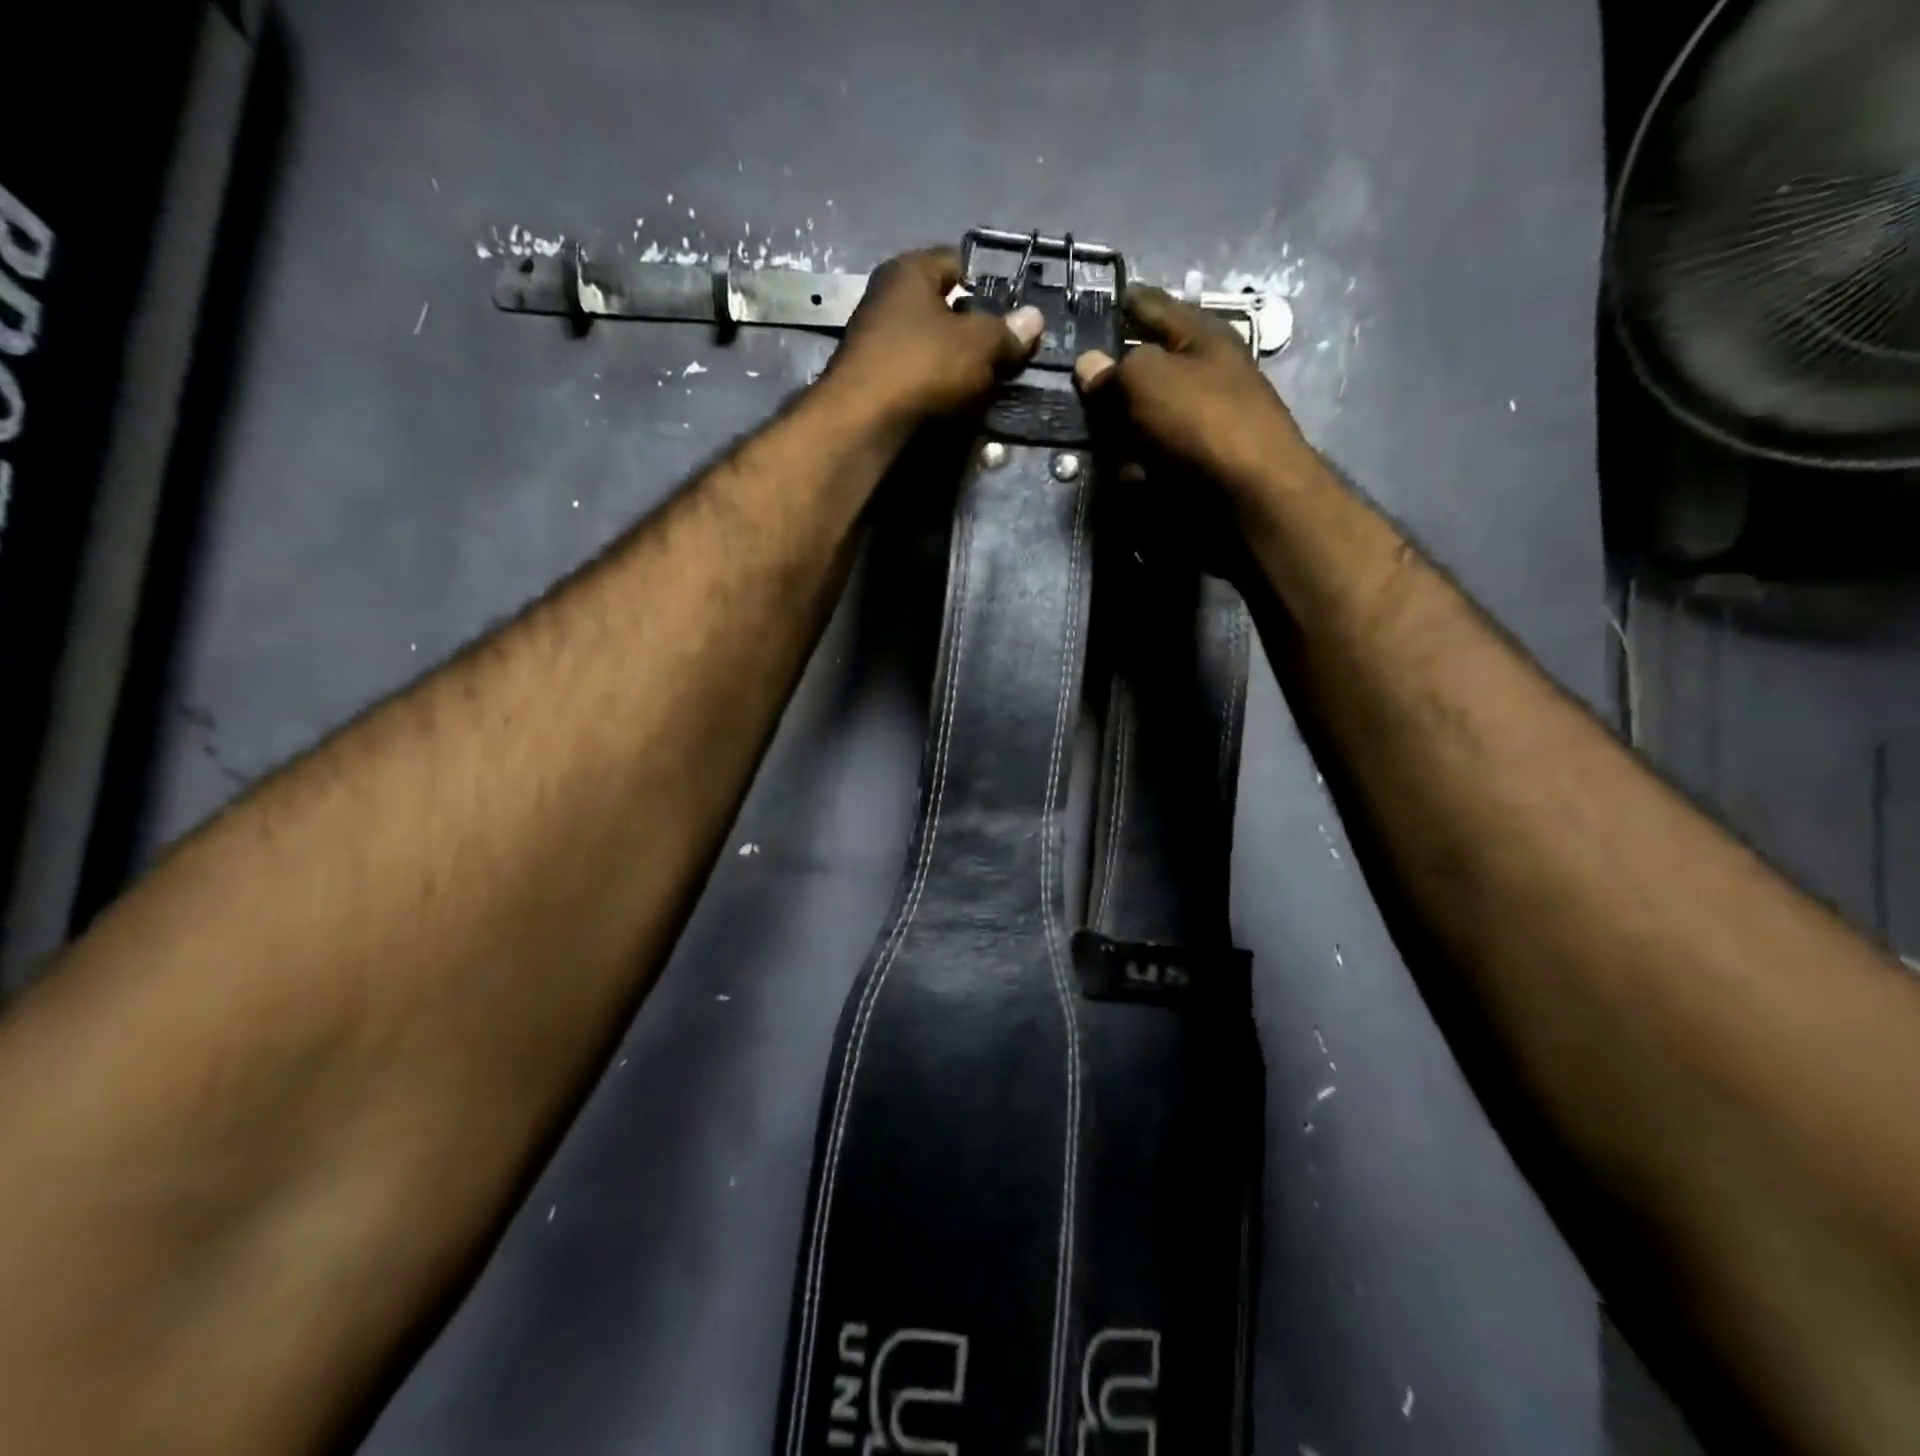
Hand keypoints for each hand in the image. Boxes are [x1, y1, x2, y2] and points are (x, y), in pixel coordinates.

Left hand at [824, 249, 1042, 428]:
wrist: (862, 422)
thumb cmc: (922, 365)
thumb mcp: (978, 345)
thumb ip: (1007, 332)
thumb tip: (1034, 319)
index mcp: (909, 271)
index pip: (957, 263)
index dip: (987, 285)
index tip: (1009, 315)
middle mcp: (885, 298)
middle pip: (942, 309)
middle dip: (972, 332)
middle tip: (1002, 356)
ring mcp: (874, 342)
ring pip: (928, 347)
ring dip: (954, 365)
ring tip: (982, 387)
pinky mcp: (871, 382)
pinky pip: (914, 377)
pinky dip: (933, 389)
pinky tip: (952, 406)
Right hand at [1074, 286, 1318, 507]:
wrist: (1252, 495)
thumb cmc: (1201, 421)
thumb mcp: (1146, 379)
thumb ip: (1113, 369)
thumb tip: (1088, 364)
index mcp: (1201, 335)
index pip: (1151, 305)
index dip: (1118, 304)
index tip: (1085, 310)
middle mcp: (1206, 372)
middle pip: (1148, 365)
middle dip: (1113, 376)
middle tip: (1074, 386)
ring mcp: (1204, 421)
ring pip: (1147, 414)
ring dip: (1120, 425)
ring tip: (1089, 433)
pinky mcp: (1199, 463)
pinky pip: (1155, 454)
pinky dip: (1134, 462)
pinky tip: (1118, 471)